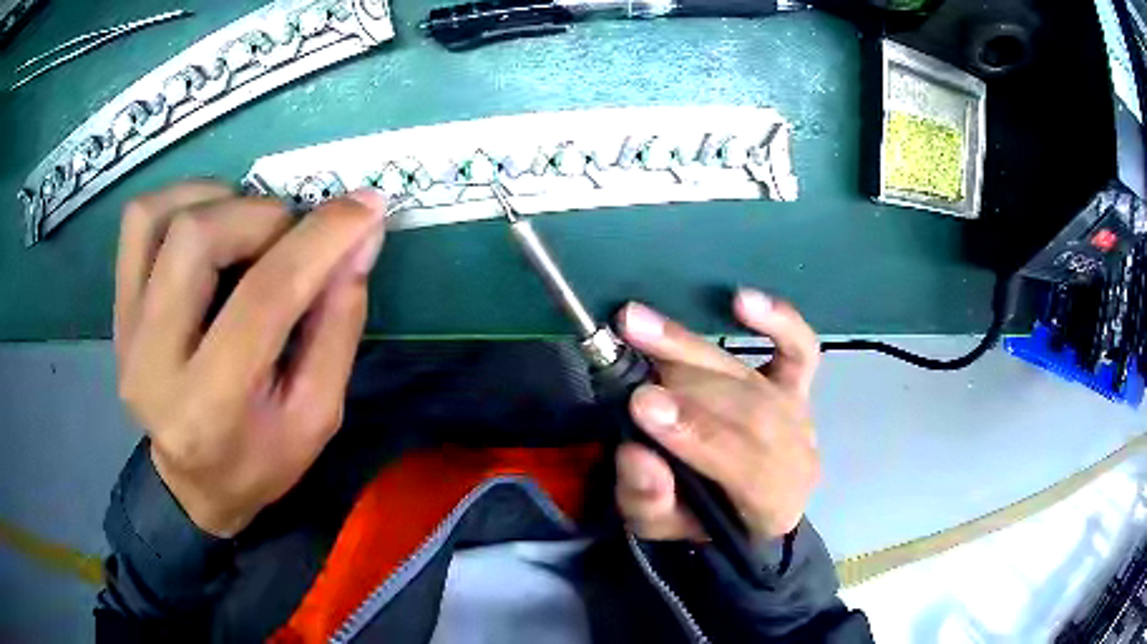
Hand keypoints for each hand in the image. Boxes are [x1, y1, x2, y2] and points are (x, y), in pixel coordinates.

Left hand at [114, 181, 388, 536]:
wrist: (193, 485)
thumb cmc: (260, 459)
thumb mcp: (318, 413)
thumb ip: (338, 323)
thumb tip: (360, 237)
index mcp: (211, 408)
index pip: (263, 299)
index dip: (320, 239)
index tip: (365, 206)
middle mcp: (153, 364)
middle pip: (198, 239)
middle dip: (263, 217)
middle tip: (293, 237)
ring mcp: (125, 331)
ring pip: (159, 216)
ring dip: (219, 201)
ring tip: (249, 229)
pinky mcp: (117, 308)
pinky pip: (138, 221)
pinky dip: (181, 201)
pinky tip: (210, 224)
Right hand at [614, 291, 820, 541]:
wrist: (743, 510)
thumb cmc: (702, 520)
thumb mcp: (662, 528)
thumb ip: (651, 500)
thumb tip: (636, 454)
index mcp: (772, 506)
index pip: (745, 468)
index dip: (696, 434)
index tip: (644, 405)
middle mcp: (797, 455)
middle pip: (750, 414)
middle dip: (688, 391)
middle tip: (632, 368)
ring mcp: (799, 414)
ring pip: (750, 379)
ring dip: (692, 349)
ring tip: (638, 324)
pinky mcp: (798, 386)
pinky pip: (800, 349)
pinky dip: (779, 322)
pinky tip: (743, 301)